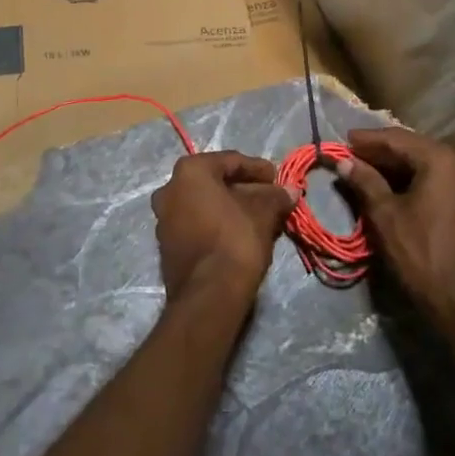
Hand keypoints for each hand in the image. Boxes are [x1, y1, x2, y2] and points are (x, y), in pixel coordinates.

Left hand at [151, 152, 298, 311]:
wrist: (209, 294)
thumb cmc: (236, 239)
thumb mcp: (264, 213)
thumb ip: (276, 196)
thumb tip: (290, 190)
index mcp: (190, 171)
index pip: (231, 161)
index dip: (258, 169)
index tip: (278, 178)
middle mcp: (169, 189)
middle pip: (215, 182)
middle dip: (244, 189)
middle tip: (270, 198)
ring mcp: (164, 218)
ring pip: (204, 204)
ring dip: (231, 207)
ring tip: (259, 217)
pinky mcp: (166, 244)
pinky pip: (196, 223)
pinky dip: (217, 223)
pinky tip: (240, 233)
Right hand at [336, 128, 454, 314]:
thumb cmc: (421, 253)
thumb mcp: (385, 215)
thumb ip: (364, 181)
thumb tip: (343, 161)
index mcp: (440, 159)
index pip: (397, 139)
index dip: (367, 139)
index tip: (342, 140)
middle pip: (413, 147)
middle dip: (381, 151)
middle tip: (351, 154)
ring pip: (425, 162)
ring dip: (395, 165)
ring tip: (364, 168)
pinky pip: (436, 176)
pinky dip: (412, 177)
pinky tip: (390, 184)